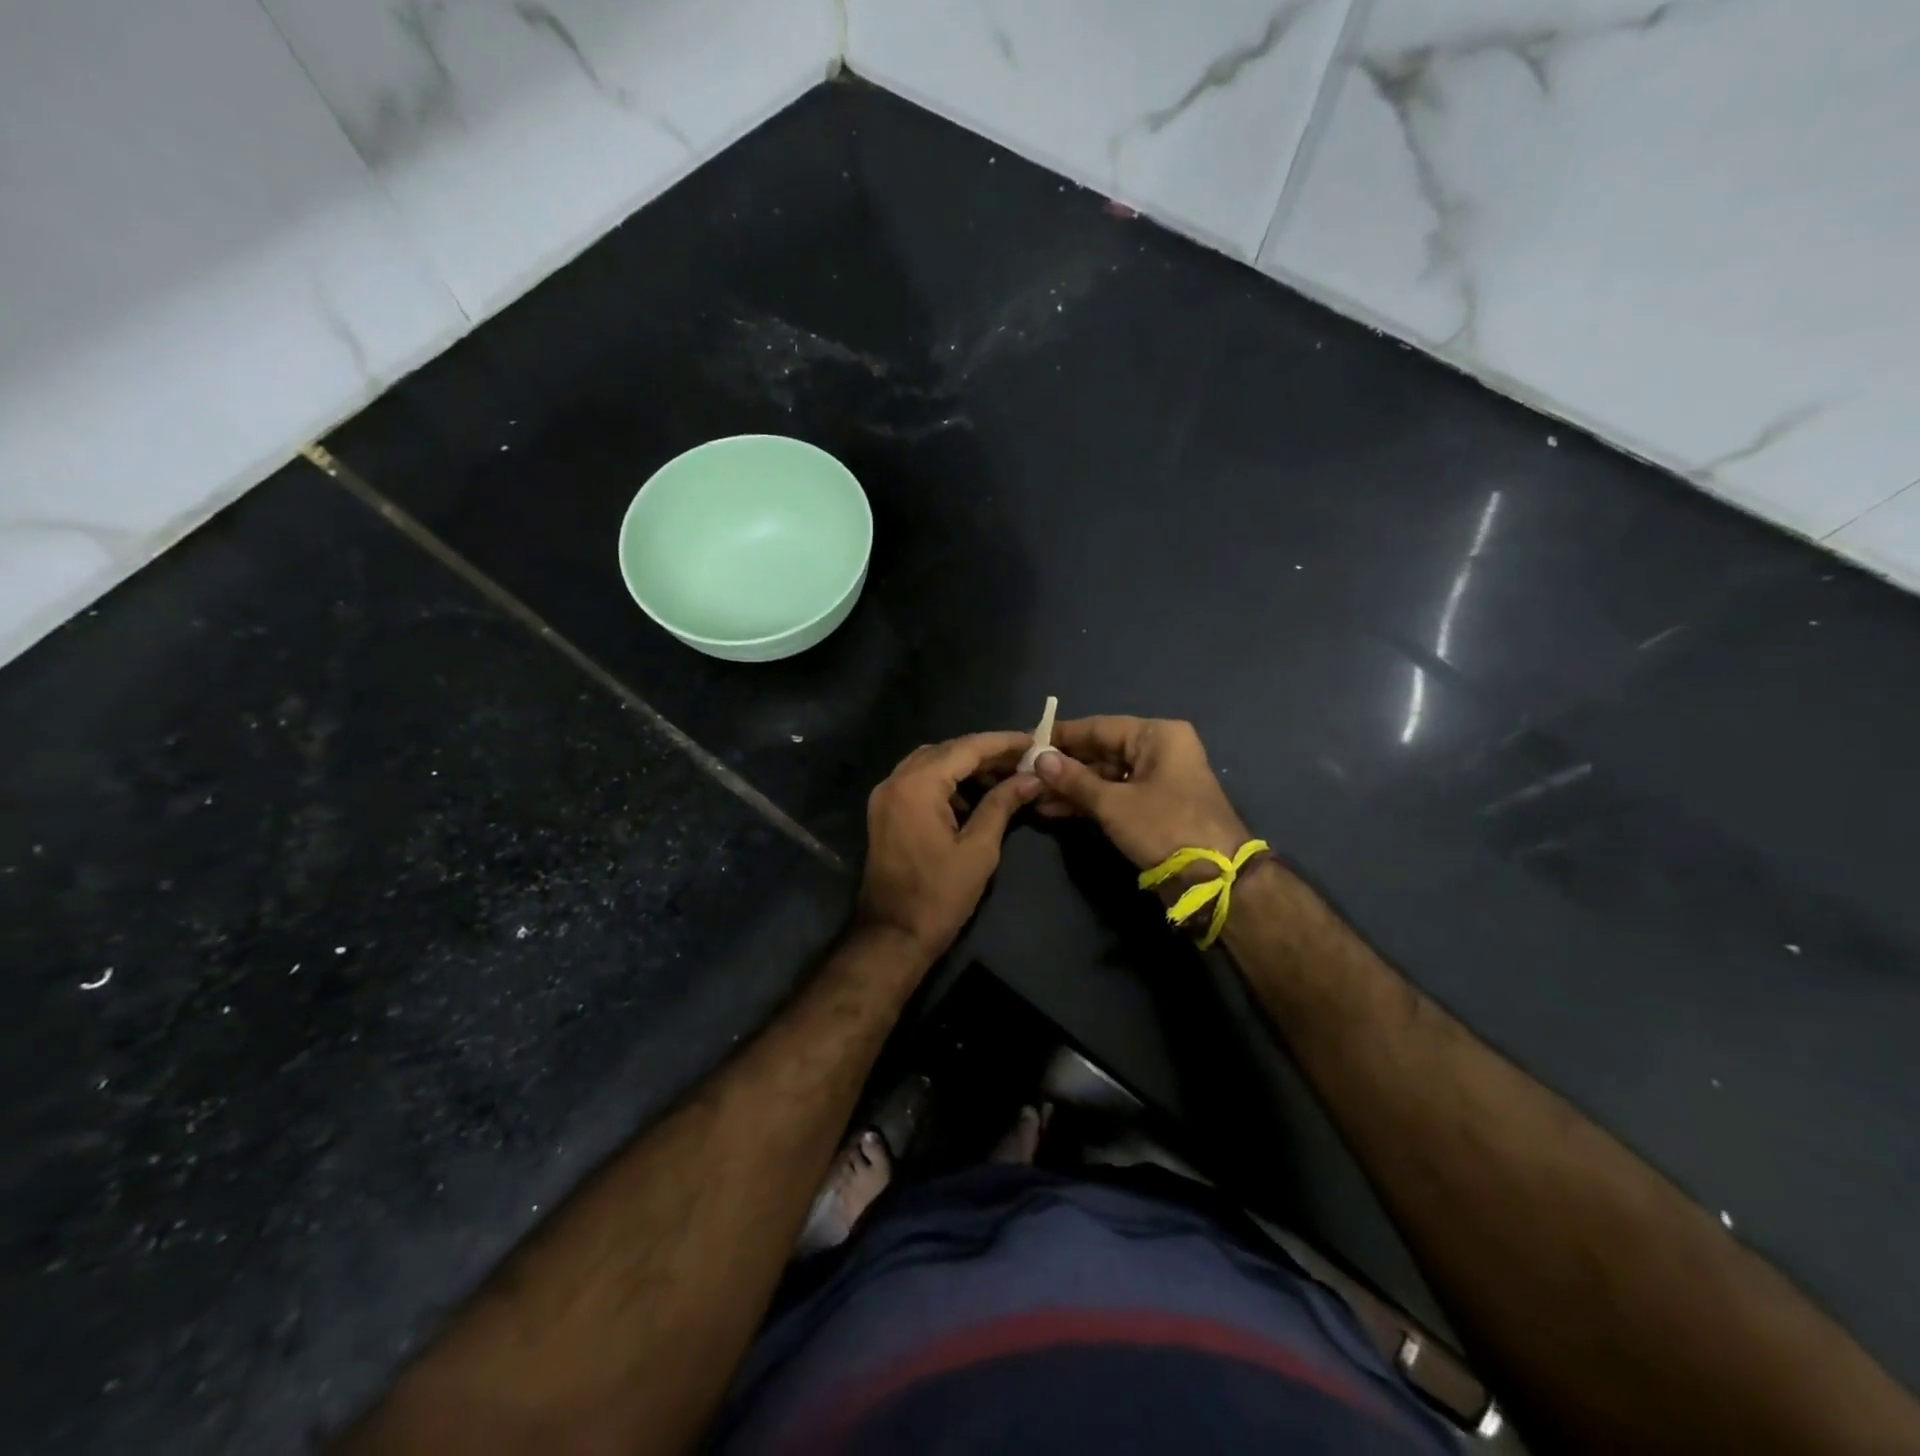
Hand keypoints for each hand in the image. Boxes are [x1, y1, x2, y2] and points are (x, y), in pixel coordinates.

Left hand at [857, 731, 1041, 961]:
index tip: (1033, 741)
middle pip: (947, 751)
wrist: (892, 936)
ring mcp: (885, 795)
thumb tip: (1031, 778)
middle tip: (1024, 761)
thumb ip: (1002, 805)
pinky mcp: (885, 811)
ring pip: (932, 764)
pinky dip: (947, 782)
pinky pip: (919, 782)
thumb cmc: (939, 895)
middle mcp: (896, 780)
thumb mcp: (979, 849)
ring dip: (966, 767)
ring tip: (1005, 777)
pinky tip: (975, 797)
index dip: (1002, 743)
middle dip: (986, 753)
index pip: (966, 748)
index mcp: (917, 785)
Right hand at [1033, 716, 1250, 870]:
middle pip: (1102, 751)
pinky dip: (1088, 802)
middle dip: (1064, 766)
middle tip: (1025, 773)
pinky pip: (1114, 795)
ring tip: (1034, 796)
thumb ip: (1074, 780)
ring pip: (1105, 776)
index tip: (1027, 741)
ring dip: (1072, 787)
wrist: (1215, 879)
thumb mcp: (1113, 804)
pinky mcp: (1154, 807)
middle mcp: (1159, 750)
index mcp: (1157, 736)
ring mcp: (1157, 780)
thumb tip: (1040, 759)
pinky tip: (1055, 810)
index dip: (1062, 736)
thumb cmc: (1165, 827)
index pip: (1099, 727)